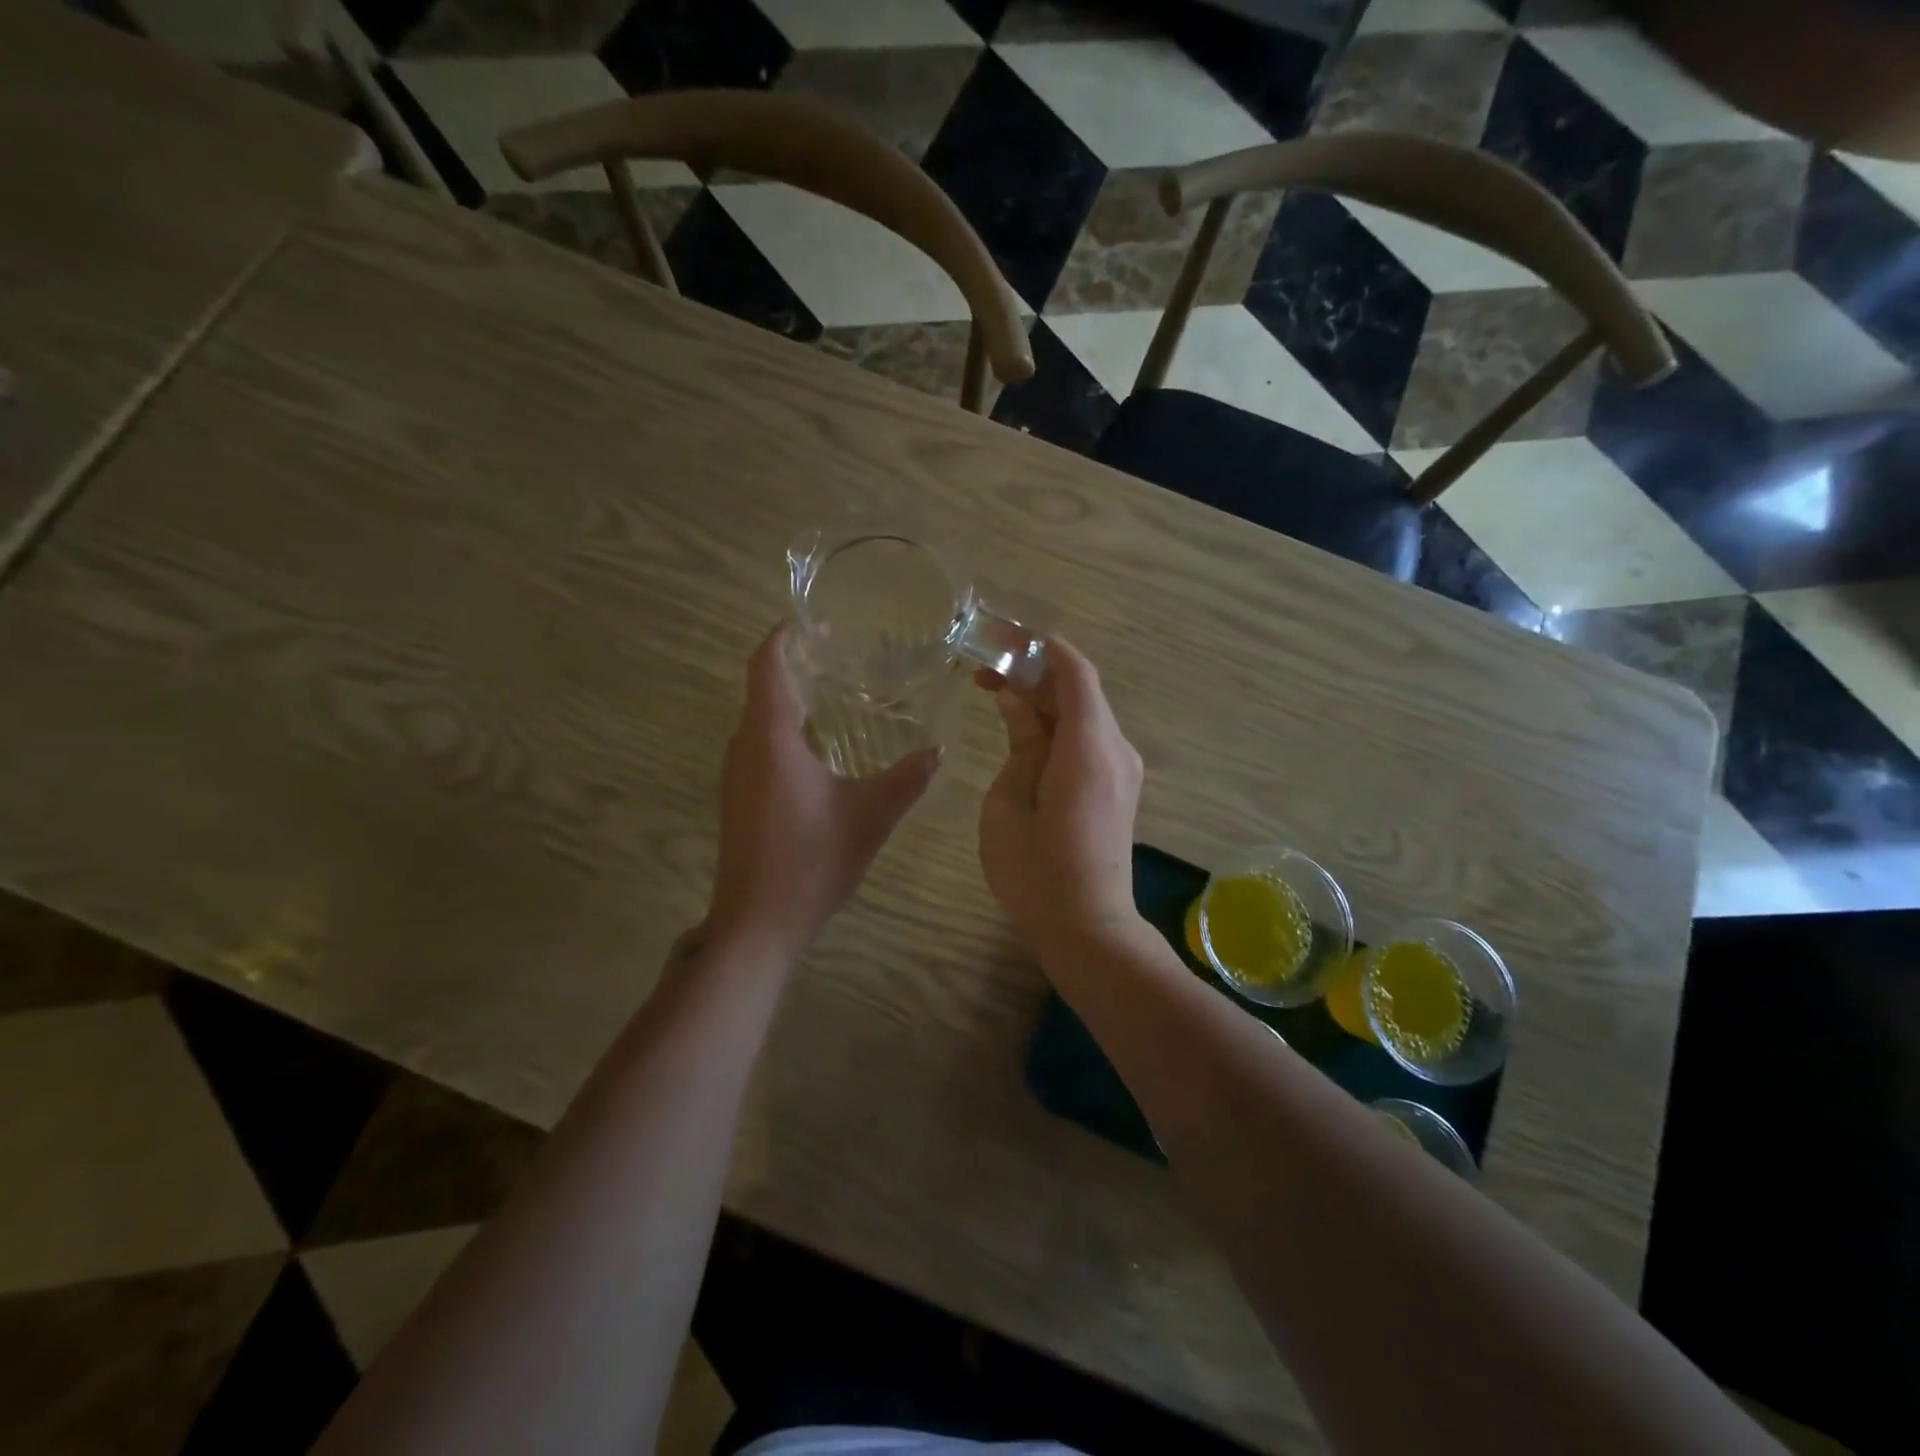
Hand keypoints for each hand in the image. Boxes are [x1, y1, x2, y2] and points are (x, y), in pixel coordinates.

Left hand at [706, 624, 940, 956]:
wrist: (756, 923)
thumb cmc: (810, 861)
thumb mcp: (869, 817)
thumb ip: (906, 779)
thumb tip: (937, 751)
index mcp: (770, 739)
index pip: (767, 667)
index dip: (783, 637)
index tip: (811, 619)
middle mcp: (745, 747)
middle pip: (762, 689)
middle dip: (795, 665)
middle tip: (841, 653)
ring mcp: (736, 774)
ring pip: (760, 720)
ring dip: (790, 700)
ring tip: (836, 692)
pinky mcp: (739, 798)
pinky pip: (760, 746)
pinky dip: (785, 730)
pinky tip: (821, 748)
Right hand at [977, 637, 1146, 959]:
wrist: (1089, 929)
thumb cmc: (1036, 872)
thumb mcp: (1009, 803)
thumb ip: (1020, 743)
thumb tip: (1018, 703)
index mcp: (1088, 747)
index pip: (1075, 673)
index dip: (1040, 649)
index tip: (1002, 640)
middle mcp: (1116, 749)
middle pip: (1080, 690)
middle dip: (1035, 675)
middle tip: (986, 674)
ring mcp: (1124, 770)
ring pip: (1085, 715)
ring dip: (1045, 702)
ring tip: (998, 699)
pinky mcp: (1121, 788)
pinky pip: (1090, 740)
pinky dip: (1059, 727)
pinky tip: (1026, 734)